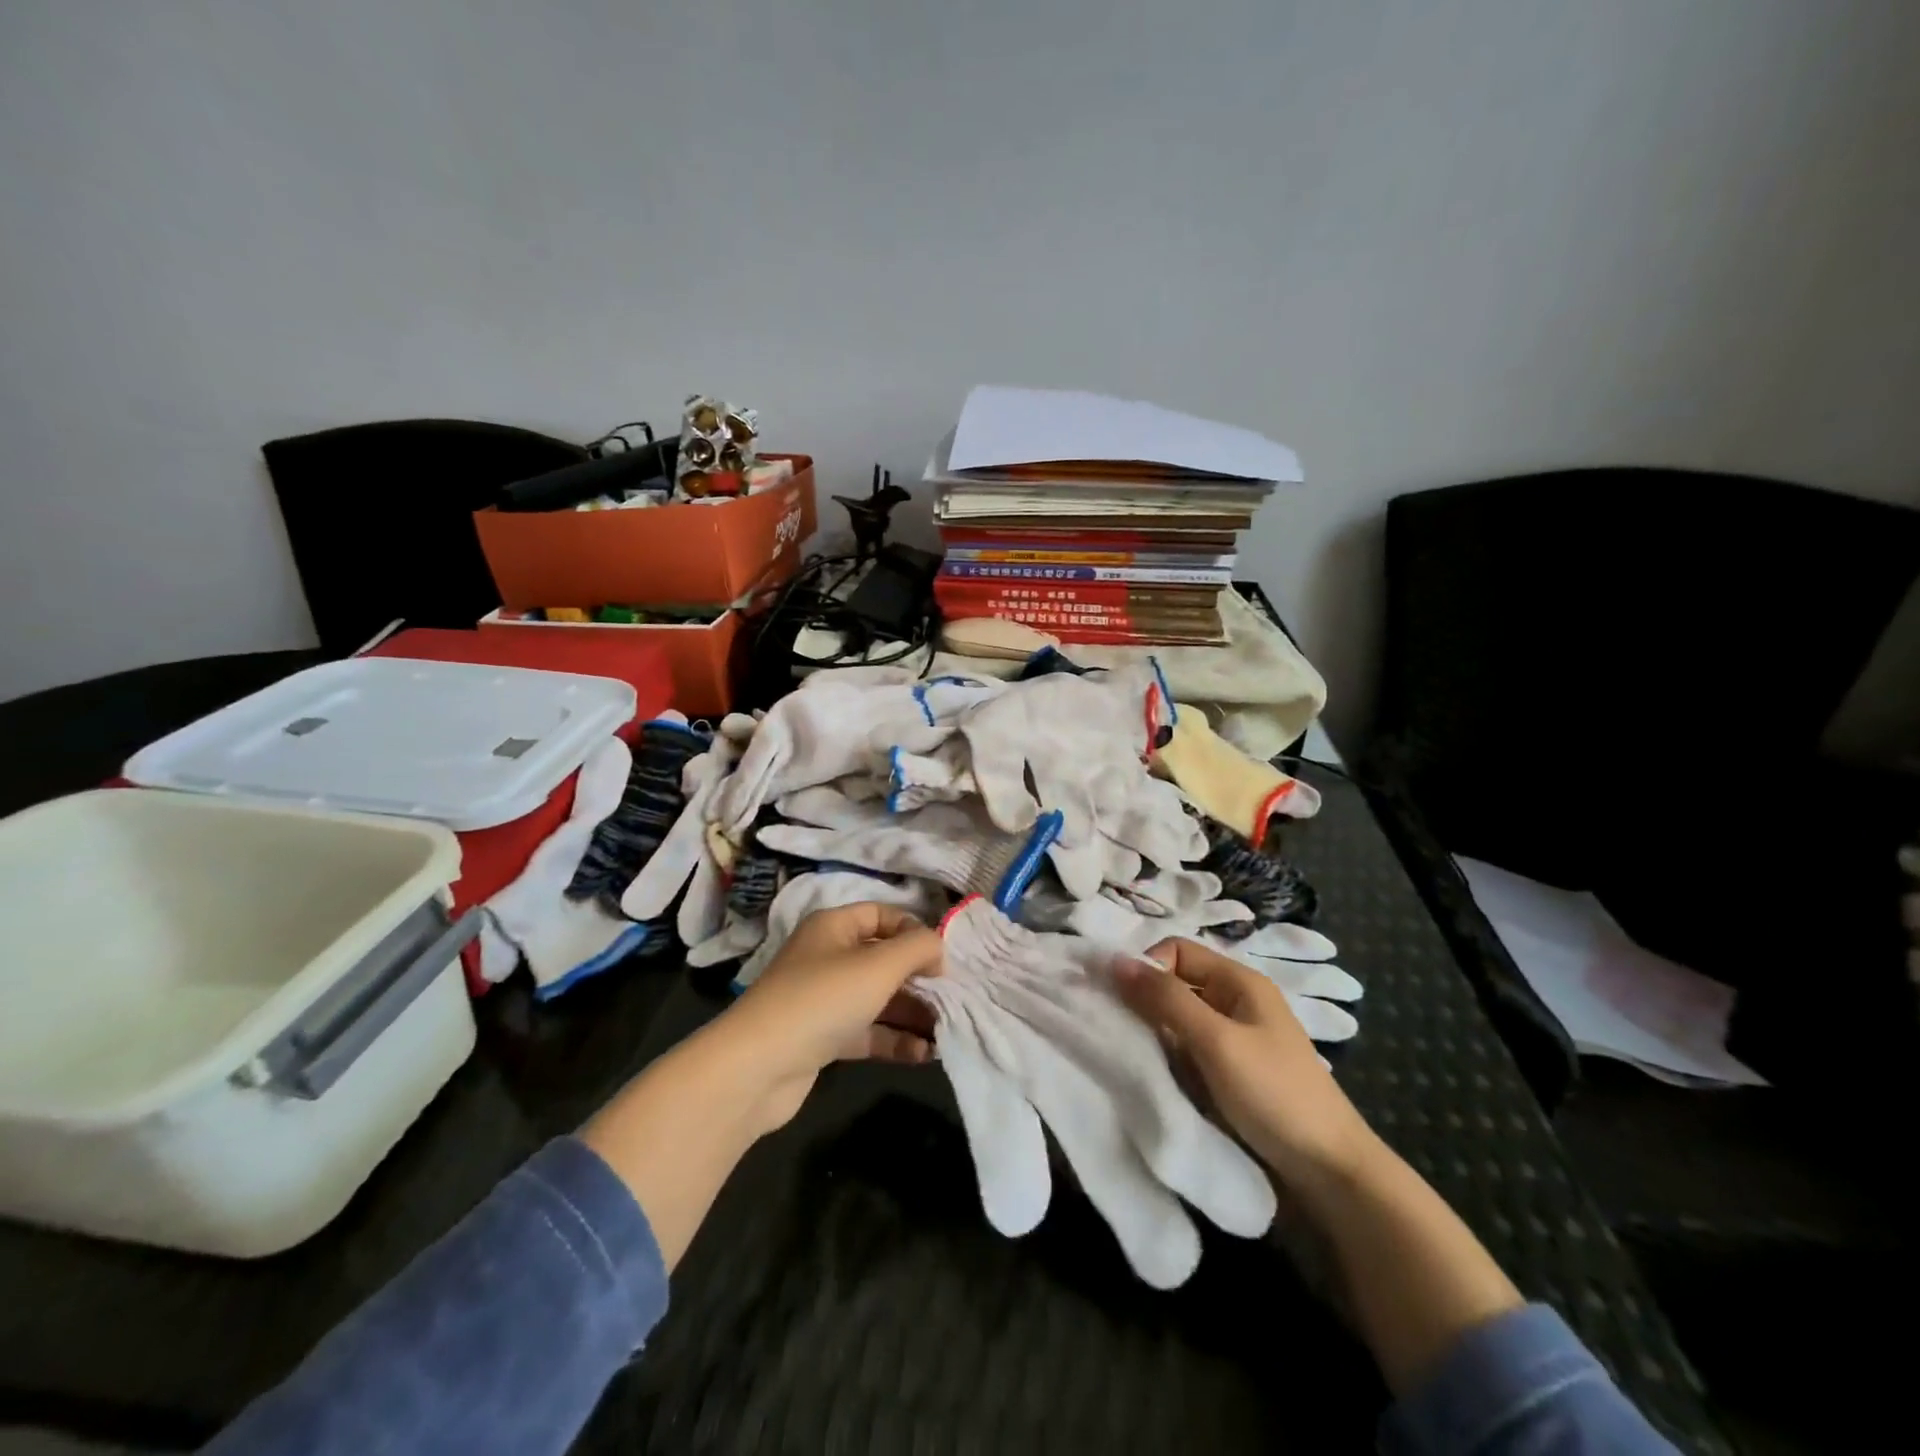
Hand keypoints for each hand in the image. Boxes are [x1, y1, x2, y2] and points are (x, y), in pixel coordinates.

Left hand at [715, 902, 943, 1133]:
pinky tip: (924, 1054)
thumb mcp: (878, 966)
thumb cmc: (823, 999)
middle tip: (953, 998)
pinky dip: (894, 1040)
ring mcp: (824, 999)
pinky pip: (867, 1032)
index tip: (943, 957)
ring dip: (912, 1013)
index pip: (883, 915)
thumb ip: (917, 948)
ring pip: (878, 998)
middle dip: (919, 978)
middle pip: (883, 959)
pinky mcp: (823, 1038)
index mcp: (834, 926)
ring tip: (947, 1031)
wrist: (757, 1068)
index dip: (914, 931)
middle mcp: (828, 957)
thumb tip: (938, 947)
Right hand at [1113, 938, 1376, 1191]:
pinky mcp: (1231, 1074)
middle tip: (1117, 1030)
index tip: (1123, 1002)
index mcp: (1239, 981)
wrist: (1332, 1175)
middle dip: (1145, 1001)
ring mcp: (1234, 1040)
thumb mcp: (1216, 1041)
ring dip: (1155, 1033)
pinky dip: (1169, 1058)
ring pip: (1178, 1020)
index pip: (1177, 950)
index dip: (1147, 967)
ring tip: (1133, 1055)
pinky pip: (1188, 1051)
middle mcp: (1235, 1002)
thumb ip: (1166, 999)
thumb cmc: (1275, 1096)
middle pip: (1176, 983)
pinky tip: (1156, 1076)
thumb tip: (1114, 959)